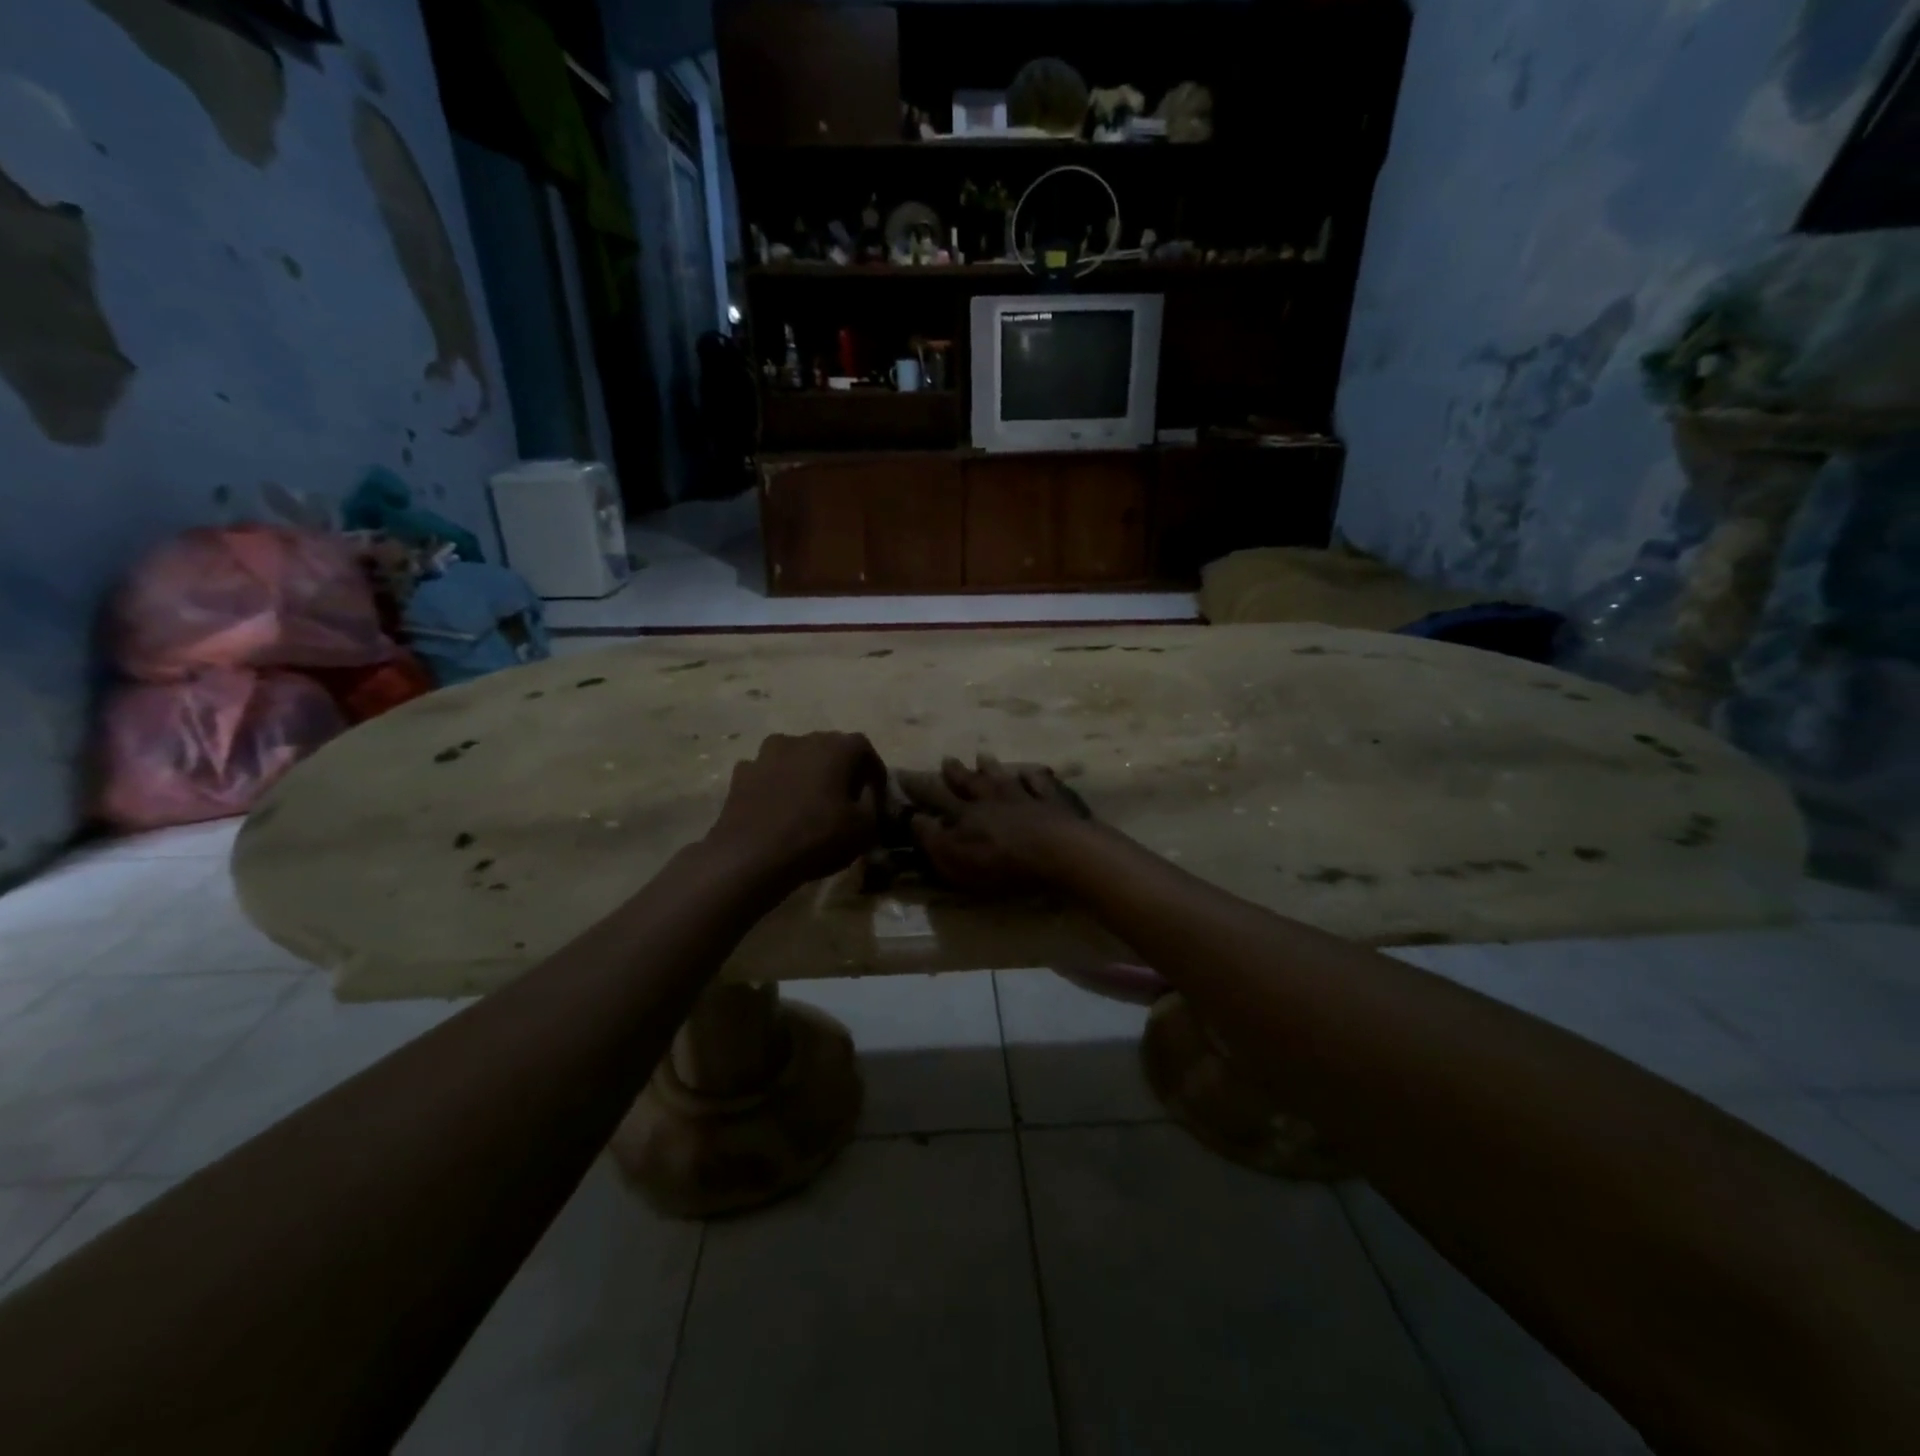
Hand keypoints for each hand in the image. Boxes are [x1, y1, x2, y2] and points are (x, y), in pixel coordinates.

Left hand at [706, 732, 886, 887]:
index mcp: (835, 748)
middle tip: (845, 795)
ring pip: (794, 755)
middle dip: (839, 768)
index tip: (876, 791)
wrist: (751, 856)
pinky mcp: (741, 773)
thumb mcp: (864, 827)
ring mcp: (766, 754)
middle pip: (828, 747)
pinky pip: (766, 772)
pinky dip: (775, 783)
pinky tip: (777, 806)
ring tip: (808, 798)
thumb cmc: (816, 838)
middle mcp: (801, 740)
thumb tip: (867, 792)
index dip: (873, 769)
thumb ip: (872, 802)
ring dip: (804, 771)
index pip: (863, 747)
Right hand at [900, 754, 1093, 894]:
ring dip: (991, 768)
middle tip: (947, 759)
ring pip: (1003, 777)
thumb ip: (933, 839)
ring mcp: (1023, 797)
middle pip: (971, 782)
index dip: (919, 787)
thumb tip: (914, 818)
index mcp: (966, 815)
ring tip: (982, 756)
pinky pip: (1040, 784)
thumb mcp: (956, 860)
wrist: (1057, 851)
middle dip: (956, 772)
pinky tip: (1031, 771)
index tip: (902, 773)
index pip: (936, 797)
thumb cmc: (1002, 863)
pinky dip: (1034, 777)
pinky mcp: (1052, 803)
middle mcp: (992, 799)